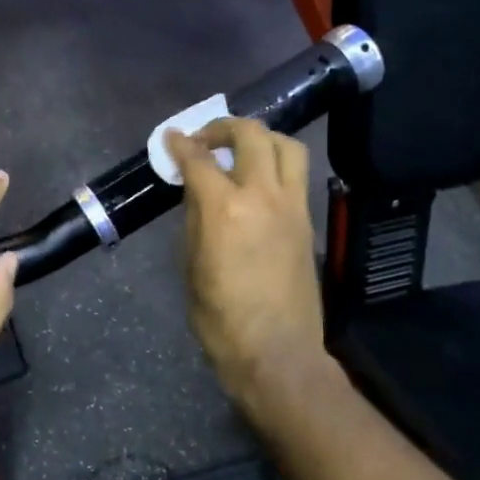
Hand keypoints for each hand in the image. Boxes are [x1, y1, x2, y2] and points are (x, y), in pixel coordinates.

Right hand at [165, 118, 326, 410]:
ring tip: (240, 152)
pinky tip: (258, 182)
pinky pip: (296, 175)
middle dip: (223, 127)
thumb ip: (196, 219)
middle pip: (251, 135)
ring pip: (287, 146)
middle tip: (205, 139)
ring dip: (260, 138)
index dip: (181, 144)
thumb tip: (197, 191)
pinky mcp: (308, 221)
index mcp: (225, 209)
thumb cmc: (221, 318)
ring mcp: (292, 206)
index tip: (171, 137)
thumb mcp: (193, 265)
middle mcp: (263, 196)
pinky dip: (275, 164)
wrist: (276, 352)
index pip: (200, 160)